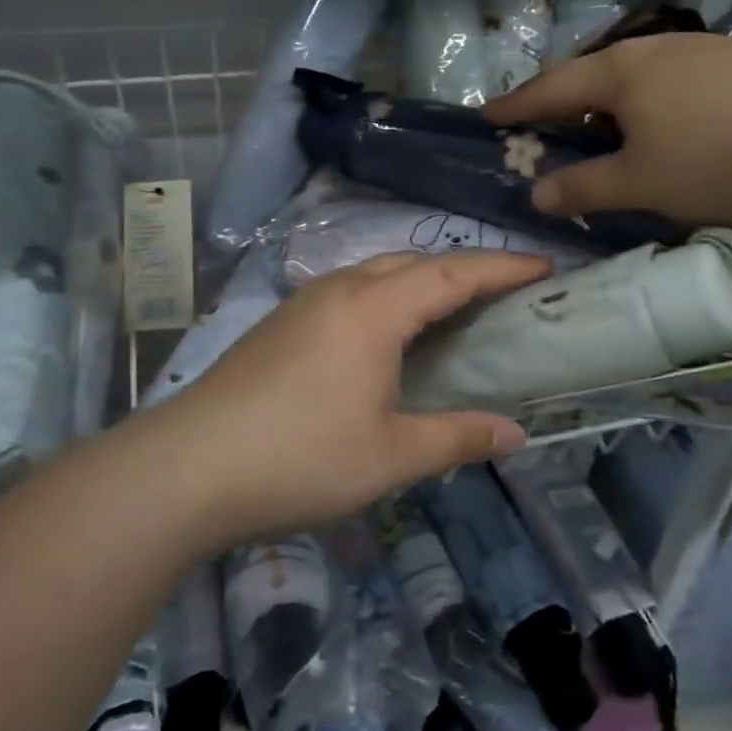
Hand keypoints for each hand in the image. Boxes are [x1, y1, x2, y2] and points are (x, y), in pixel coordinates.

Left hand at [151, 251, 550, 547]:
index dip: (503, 267)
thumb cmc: (301, 458)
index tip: (545, 265)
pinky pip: (349, 292)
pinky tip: (385, 335)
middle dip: (464, 269)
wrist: (186, 468)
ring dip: (420, 281)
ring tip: (451, 309)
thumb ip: (457, 436)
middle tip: (503, 292)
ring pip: (375, 273)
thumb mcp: (391, 455)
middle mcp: (340, 290)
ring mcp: (303, 304)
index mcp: (374, 309)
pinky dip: (385, 298)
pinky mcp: (280, 324)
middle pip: (414, 262)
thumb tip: (515, 434)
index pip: (453, 273)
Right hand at [482, 33, 731, 224]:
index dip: (515, 106)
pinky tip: (664, 129)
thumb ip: (584, 188)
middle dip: (562, 104)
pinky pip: (670, 86)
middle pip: (591, 77)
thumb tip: (536, 194)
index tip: (485, 115)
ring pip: (634, 80)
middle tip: (542, 127)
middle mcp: (652, 51)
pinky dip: (648, 109)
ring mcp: (698, 53)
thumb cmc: (719, 152)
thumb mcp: (642, 182)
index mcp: (618, 73)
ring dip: (608, 107)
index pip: (550, 89)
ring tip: (601, 133)